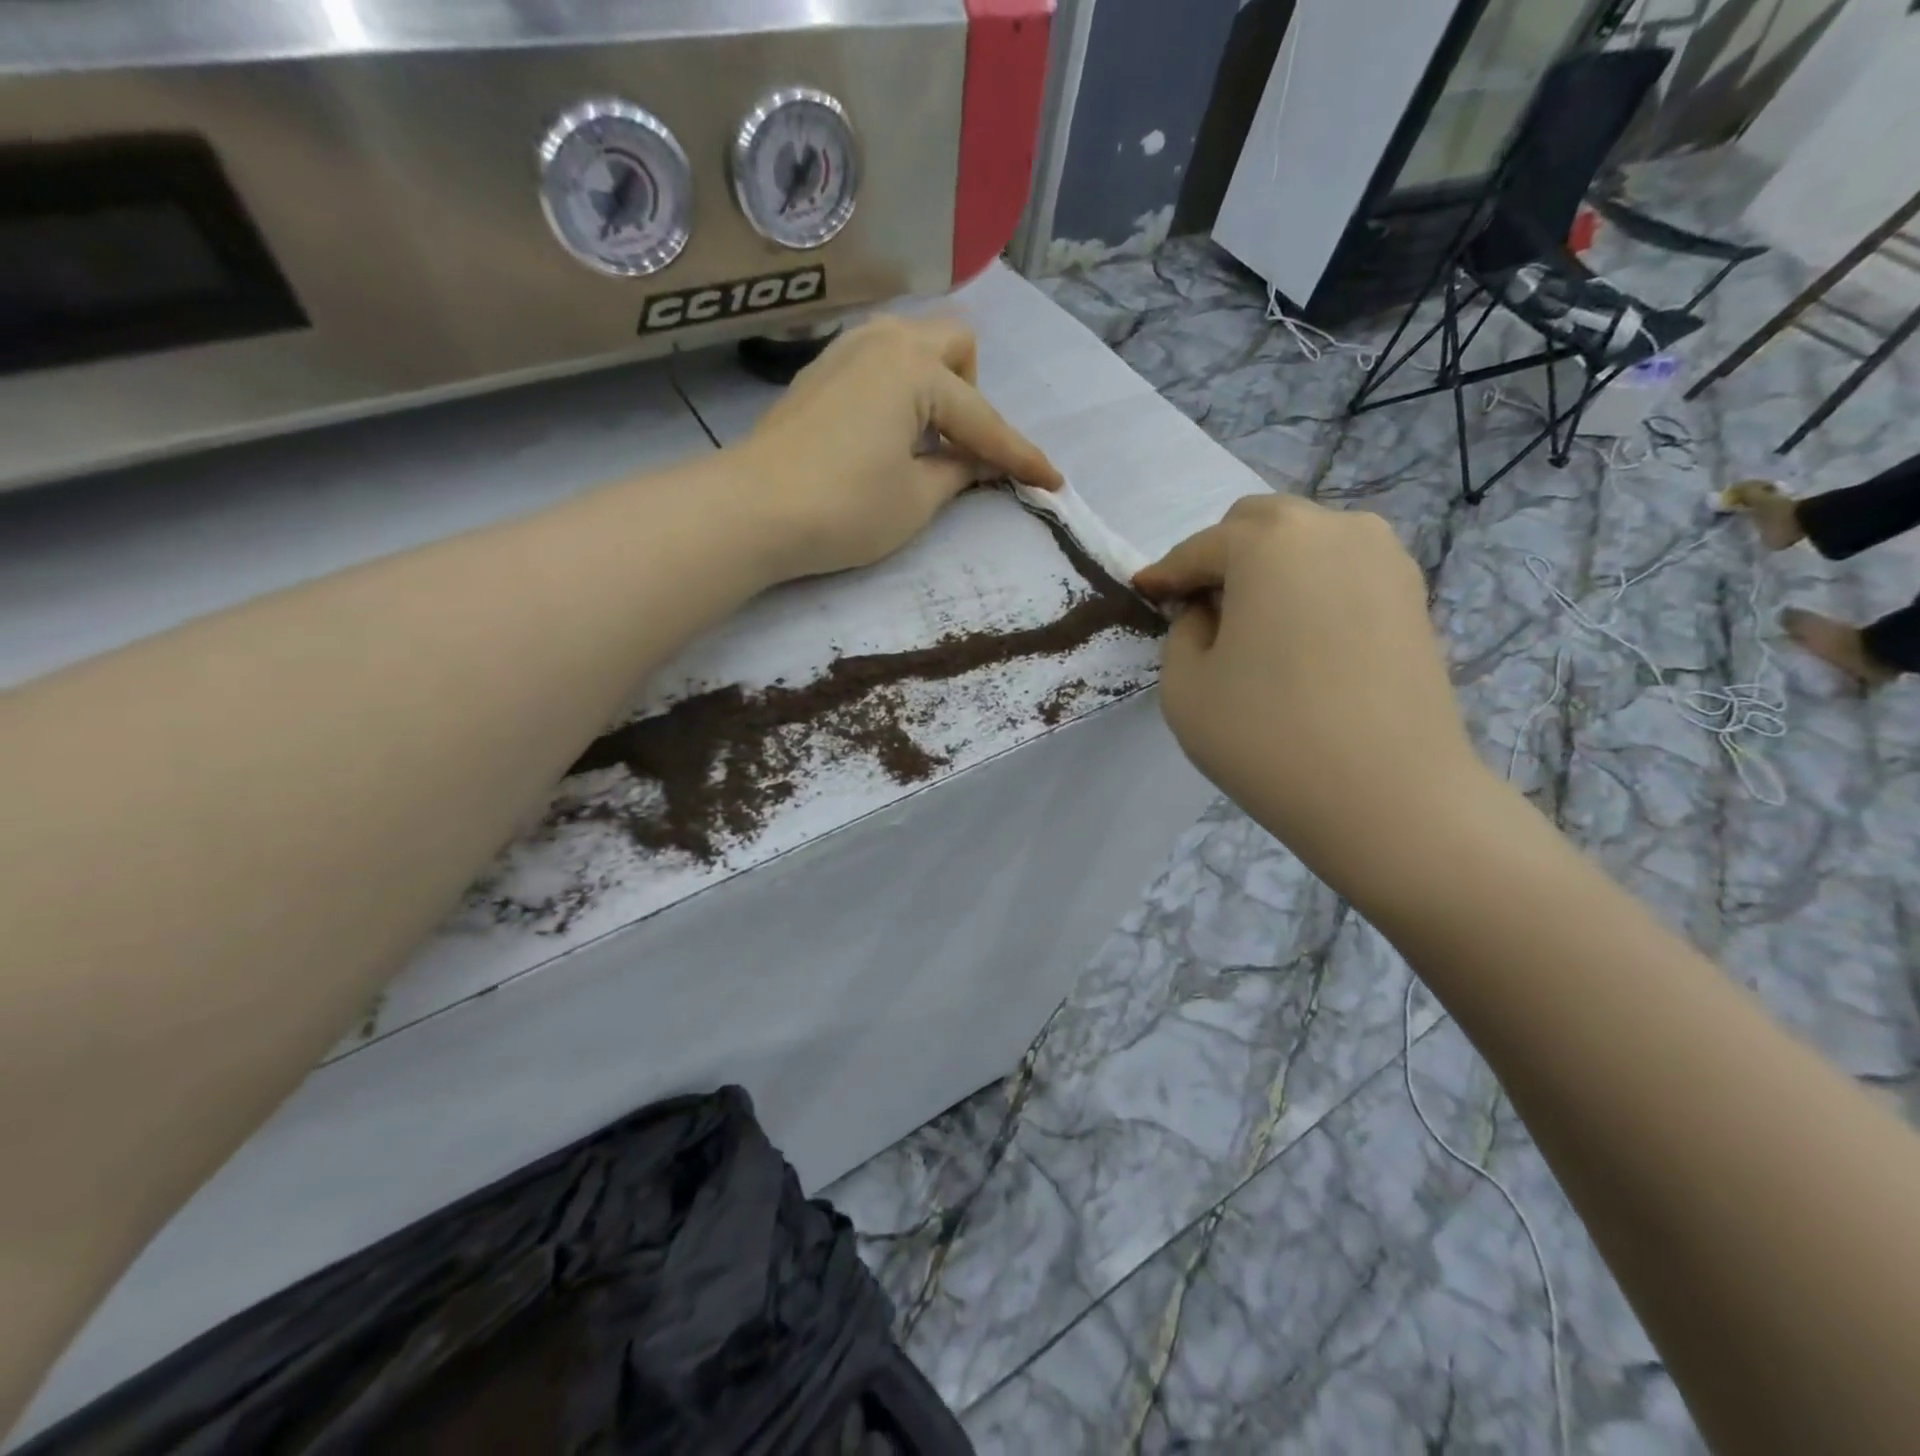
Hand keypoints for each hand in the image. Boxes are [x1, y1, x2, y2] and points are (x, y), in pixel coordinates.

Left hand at [734, 315, 1061, 580]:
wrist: (750, 511)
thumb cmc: (844, 508)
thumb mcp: (916, 500)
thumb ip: (958, 473)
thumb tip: (977, 462)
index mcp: (916, 368)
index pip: (983, 420)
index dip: (1020, 457)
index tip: (1053, 482)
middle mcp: (883, 341)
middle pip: (954, 346)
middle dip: (972, 396)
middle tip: (960, 450)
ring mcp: (844, 351)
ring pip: (913, 348)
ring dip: (935, 389)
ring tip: (924, 443)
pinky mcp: (818, 374)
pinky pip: (880, 366)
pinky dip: (900, 394)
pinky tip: (887, 436)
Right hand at [1134, 494, 1495, 898]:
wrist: (1390, 797)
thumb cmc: (1268, 738)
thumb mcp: (1185, 687)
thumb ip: (1182, 632)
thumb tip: (1207, 613)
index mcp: (1268, 541)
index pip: (1199, 548)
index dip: (1166, 575)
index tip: (1145, 596)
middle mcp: (1333, 528)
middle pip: (1258, 525)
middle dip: (1220, 558)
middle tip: (1201, 612)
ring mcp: (1384, 558)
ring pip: (1306, 541)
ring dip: (1269, 568)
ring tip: (1253, 625)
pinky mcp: (1413, 594)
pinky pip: (1343, 569)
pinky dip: (1311, 587)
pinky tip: (1300, 638)